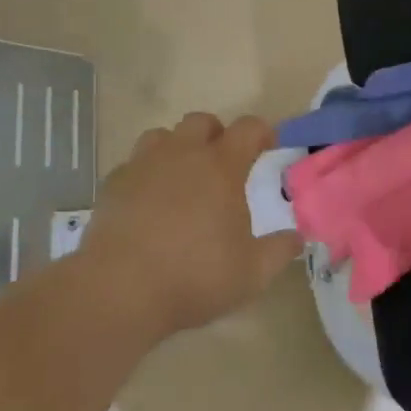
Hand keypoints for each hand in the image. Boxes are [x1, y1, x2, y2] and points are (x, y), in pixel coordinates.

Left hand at [78, 112, 302, 339]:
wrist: (119, 289)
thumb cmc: (194, 276)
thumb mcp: (252, 273)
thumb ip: (279, 251)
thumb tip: (297, 237)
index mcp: (221, 167)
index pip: (248, 129)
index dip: (262, 132)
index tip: (268, 145)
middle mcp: (182, 154)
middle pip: (201, 121)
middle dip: (216, 134)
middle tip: (222, 163)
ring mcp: (143, 165)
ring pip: (162, 135)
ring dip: (177, 148)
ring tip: (181, 177)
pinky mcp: (113, 184)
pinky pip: (133, 165)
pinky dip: (145, 175)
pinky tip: (147, 202)